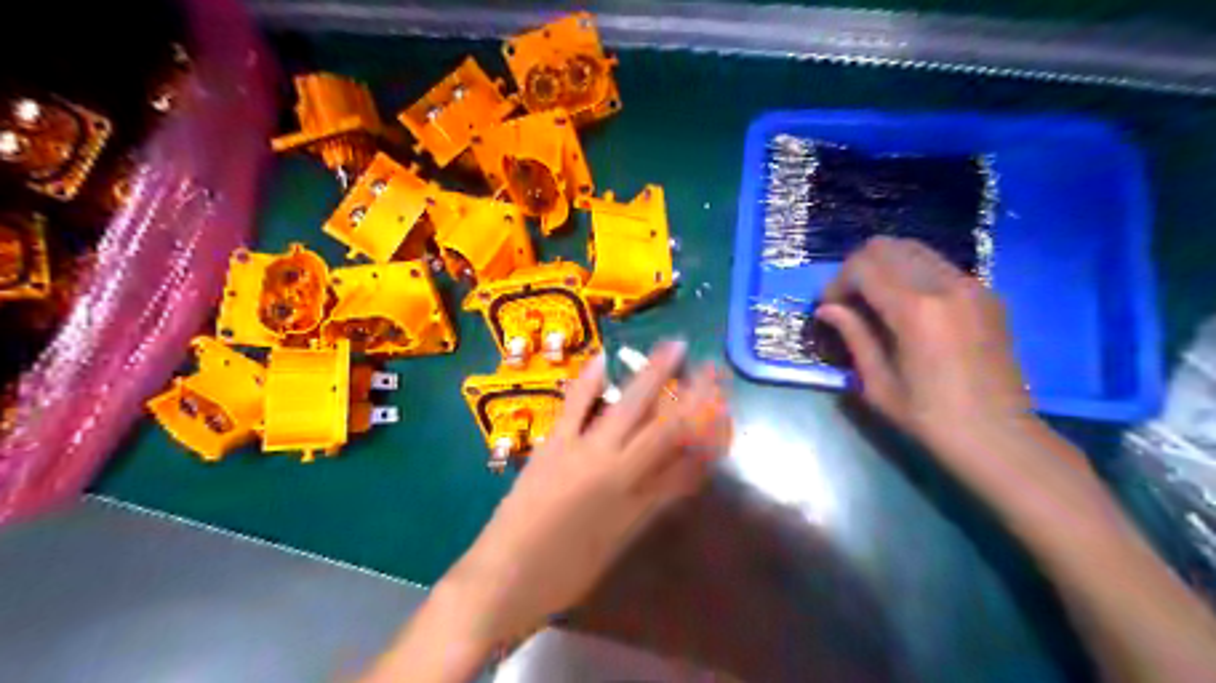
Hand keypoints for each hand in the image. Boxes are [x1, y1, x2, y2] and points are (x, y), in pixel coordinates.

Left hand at [445, 344, 729, 649]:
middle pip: (669, 427)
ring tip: (674, 347)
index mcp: (641, 504)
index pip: (689, 461)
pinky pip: (576, 406)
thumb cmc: (565, 574)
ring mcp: (586, 453)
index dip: (710, 432)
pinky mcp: (554, 444)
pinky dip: (589, 380)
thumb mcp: (618, 544)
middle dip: (695, 395)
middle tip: (712, 368)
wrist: (505, 581)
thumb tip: (675, 475)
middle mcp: (621, 472)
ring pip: (630, 408)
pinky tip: (602, 357)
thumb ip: (647, 507)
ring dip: (654, 375)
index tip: (723, 407)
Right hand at [822, 238, 1028, 455]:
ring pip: (914, 250)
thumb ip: (853, 335)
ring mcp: (972, 286)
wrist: (998, 436)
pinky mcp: (986, 295)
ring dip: (886, 268)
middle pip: (887, 247)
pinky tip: (908, 308)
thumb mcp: (878, 383)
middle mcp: (945, 285)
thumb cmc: (929, 418)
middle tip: (849, 301)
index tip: (830, 309)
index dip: (837, 283)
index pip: (863, 266)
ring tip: (875, 302)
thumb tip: (827, 309)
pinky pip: (938, 266)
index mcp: (915, 310)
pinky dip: (912, 275)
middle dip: (858, 268)